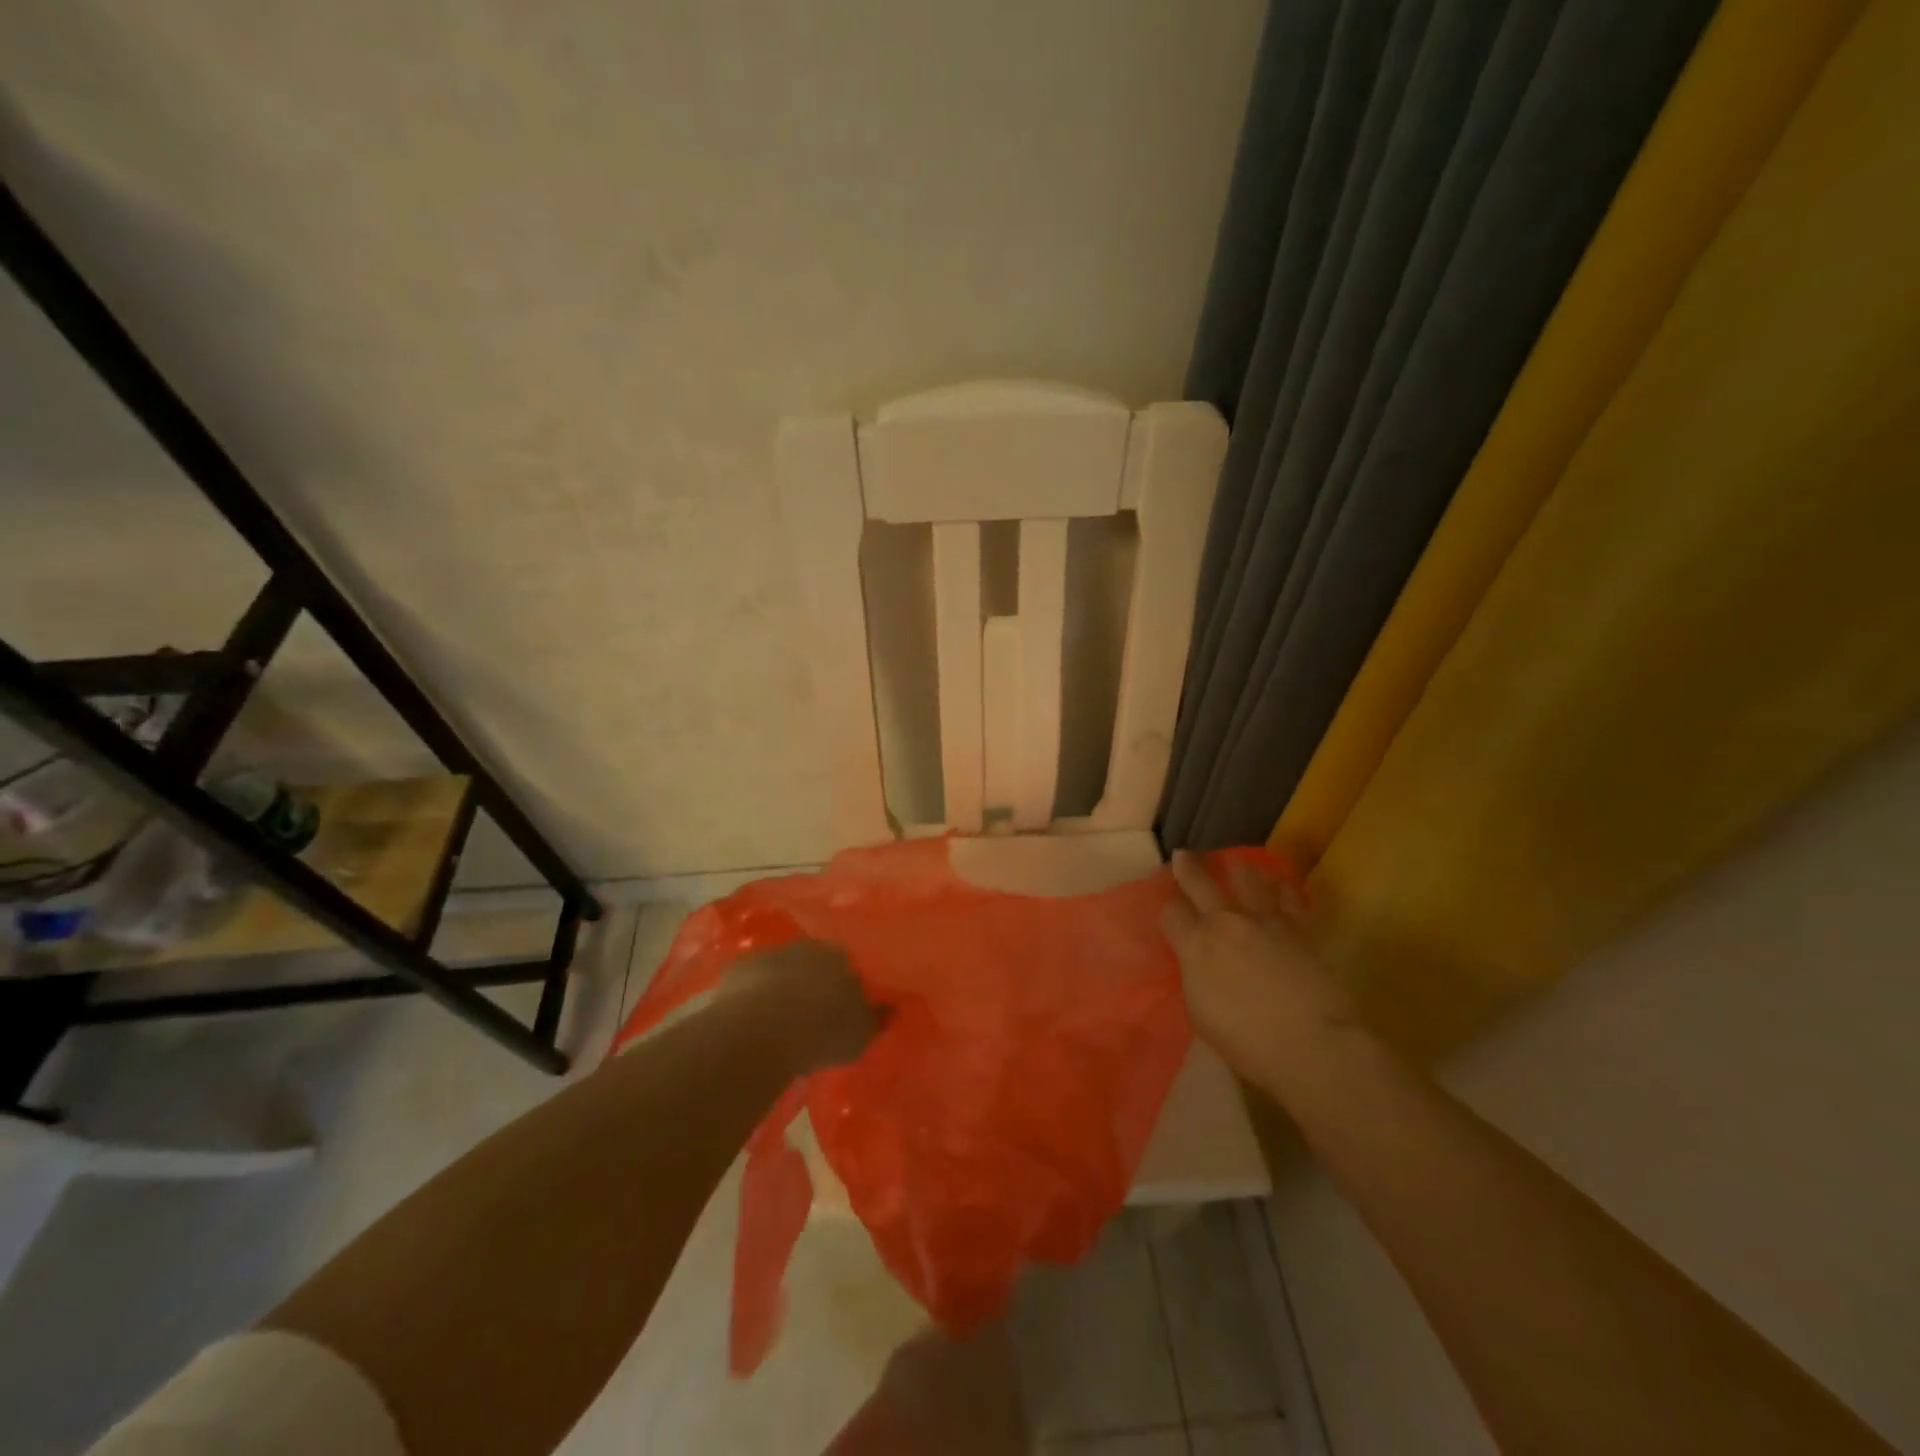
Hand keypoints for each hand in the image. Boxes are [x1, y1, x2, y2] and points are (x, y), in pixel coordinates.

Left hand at [723, 939, 885, 1074]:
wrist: (760, 1031)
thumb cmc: (821, 1033)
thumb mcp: (860, 1035)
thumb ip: (877, 1019)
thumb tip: (893, 1007)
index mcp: (841, 957)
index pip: (848, 964)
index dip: (844, 985)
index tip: (841, 1007)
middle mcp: (807, 947)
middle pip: (813, 962)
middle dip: (813, 981)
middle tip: (811, 1013)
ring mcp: (771, 954)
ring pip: (781, 969)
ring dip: (782, 986)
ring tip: (779, 1019)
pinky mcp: (739, 968)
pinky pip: (751, 980)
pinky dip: (753, 994)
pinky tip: (751, 1018)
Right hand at [1161, 850, 1359, 1081]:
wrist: (1309, 1044)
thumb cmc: (1246, 1042)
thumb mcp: (1201, 1012)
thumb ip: (1196, 976)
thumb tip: (1199, 962)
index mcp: (1195, 945)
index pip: (1172, 913)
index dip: (1168, 907)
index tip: (1169, 905)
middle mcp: (1225, 922)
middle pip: (1200, 882)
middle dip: (1189, 867)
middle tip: (1184, 855)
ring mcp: (1264, 920)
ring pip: (1248, 879)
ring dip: (1239, 868)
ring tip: (1236, 862)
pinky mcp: (1299, 928)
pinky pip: (1290, 897)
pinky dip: (1282, 888)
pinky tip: (1279, 884)